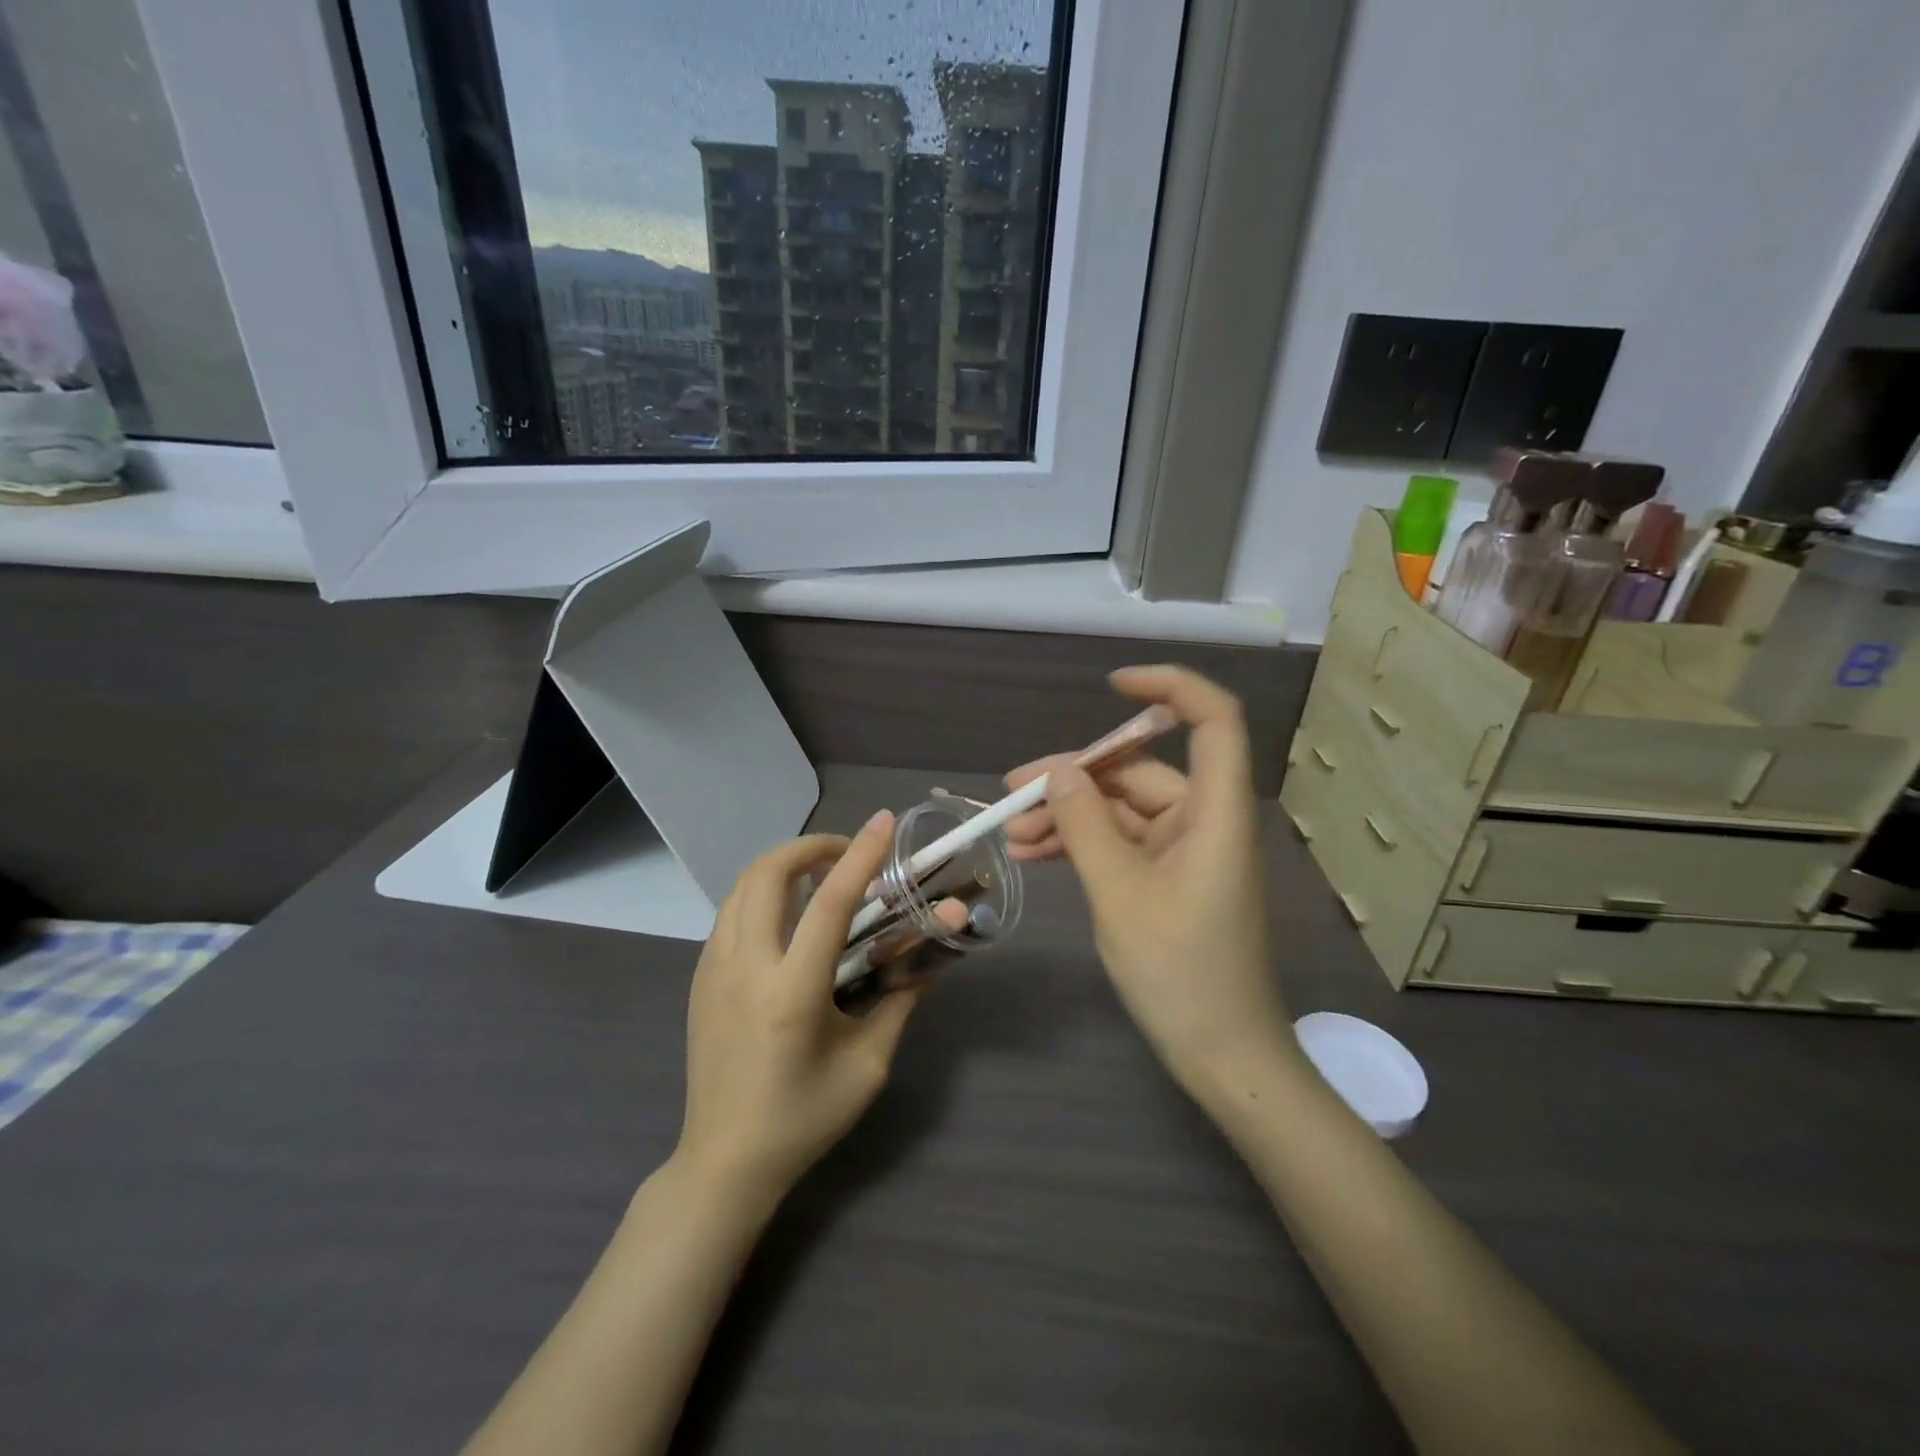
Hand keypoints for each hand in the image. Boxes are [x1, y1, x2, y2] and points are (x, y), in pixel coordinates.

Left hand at [677, 812, 922, 1200]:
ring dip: (782, 866)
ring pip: (742, 887)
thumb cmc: (803, 1119)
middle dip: (808, 847)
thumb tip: (926, 958)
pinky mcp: (700, 978)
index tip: (883, 823)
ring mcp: (713, 970)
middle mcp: (745, 968)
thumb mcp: (867, 1066)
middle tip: (845, 853)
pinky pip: (731, 913)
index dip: (860, 856)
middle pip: (767, 874)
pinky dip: (761, 893)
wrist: (723, 1162)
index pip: (830, 903)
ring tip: (819, 877)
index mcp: (792, 992)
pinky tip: (788, 916)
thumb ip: (898, 1003)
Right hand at [1004, 666, 1294, 1102]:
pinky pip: (1120, 843)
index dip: (1169, 687)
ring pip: (1120, 810)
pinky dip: (1081, 844)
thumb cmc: (1181, 972)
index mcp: (1215, 811)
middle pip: (1138, 770)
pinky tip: (1034, 854)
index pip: (1212, 720)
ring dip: (1067, 816)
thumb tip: (1058, 772)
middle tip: (1010, 793)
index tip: (1110, 686)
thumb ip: (1085, 825)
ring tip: (1009, 836)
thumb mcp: (1120, 894)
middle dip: (1073, 778)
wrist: (1222, 1056)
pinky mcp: (1169, 878)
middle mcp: (1204, 819)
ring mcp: (1185, 850)